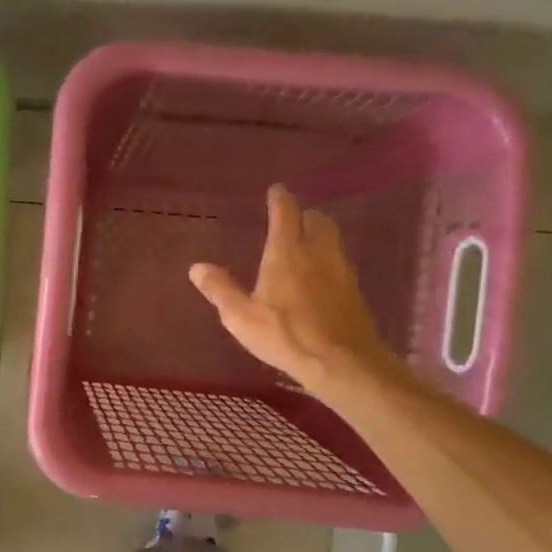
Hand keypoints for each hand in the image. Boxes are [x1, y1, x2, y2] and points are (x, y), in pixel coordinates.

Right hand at [189, 184, 404, 399]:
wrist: (342, 361)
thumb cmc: (285, 335)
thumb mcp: (241, 317)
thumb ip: (220, 290)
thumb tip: (197, 267)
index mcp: (286, 253)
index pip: (285, 214)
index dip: (280, 199)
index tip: (276, 190)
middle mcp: (317, 253)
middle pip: (316, 220)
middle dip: (304, 215)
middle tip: (292, 218)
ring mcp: (340, 270)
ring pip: (333, 238)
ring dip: (319, 233)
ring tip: (306, 241)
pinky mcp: (354, 290)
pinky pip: (341, 261)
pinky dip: (329, 257)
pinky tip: (321, 275)